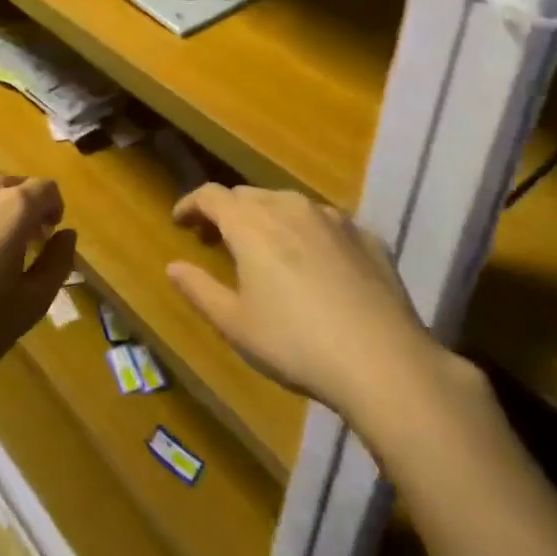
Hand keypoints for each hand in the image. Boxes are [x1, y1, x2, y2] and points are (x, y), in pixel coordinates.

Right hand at [167, 184, 462, 424]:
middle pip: (248, 196)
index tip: (180, 222)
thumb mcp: (235, 324)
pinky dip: (307, 233)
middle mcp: (289, 206)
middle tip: (215, 240)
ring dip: (267, 218)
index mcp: (251, 223)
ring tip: (264, 250)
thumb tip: (173, 266)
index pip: (210, 195)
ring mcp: (333, 218)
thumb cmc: (295, 343)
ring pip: (288, 204)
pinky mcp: (367, 236)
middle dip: (226, 212)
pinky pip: (325, 223)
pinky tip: (314, 264)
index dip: (191, 204)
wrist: (383, 360)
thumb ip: (199, 289)